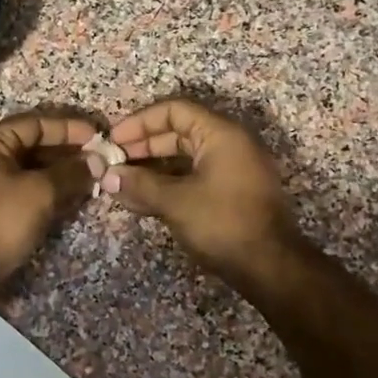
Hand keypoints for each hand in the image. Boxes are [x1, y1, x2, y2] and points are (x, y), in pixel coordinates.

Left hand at [0, 112, 98, 292]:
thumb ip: (70, 173)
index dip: (69, 129)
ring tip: (91, 182)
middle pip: (30, 146)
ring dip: (58, 176)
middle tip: (99, 162)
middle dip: (66, 154)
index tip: (98, 137)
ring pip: (27, 172)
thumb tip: (97, 161)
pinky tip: (68, 202)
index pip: (35, 123)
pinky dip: (44, 194)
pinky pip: (20, 193)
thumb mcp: (39, 193)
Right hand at [104, 99, 300, 285]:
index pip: (174, 110)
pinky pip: (192, 177)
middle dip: (142, 146)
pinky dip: (167, 184)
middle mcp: (229, 144)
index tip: (113, 139)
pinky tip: (140, 199)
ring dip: (151, 168)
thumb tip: (108, 176)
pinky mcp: (230, 193)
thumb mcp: (176, 202)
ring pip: (183, 158)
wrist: (269, 267)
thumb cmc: (223, 223)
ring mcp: (232, 170)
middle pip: (178, 132)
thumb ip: (140, 184)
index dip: (139, 121)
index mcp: (221, 134)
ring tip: (121, 182)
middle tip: (113, 161)